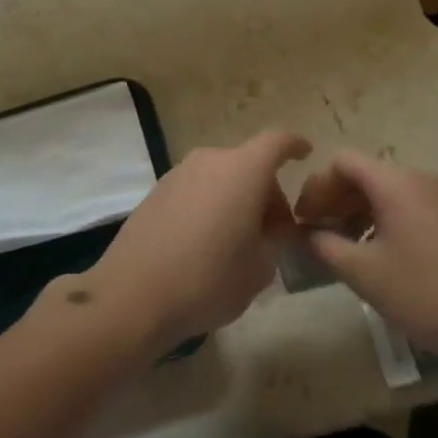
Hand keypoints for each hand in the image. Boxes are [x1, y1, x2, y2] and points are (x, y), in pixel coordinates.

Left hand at [86, 131, 311, 350]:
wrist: (133, 295)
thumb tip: (276, 224)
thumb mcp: (261, 266)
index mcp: (243, 170)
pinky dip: (211, 204)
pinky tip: (206, 243)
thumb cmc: (208, 279)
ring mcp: (178, 173)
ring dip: (237, 198)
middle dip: (267, 191)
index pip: (277, 142)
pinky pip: (197, 189)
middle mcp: (210, 161)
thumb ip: (278, 237)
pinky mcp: (156, 192)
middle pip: (249, 164)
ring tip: (238, 241)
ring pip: (221, 177)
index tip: (305, 153)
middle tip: (273, 232)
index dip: (294, 145)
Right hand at [296, 151, 437, 361]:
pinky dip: (381, 219)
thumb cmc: (425, 291)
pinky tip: (376, 254)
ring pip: (384, 191)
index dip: (316, 186)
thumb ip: (326, 247)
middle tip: (316, 234)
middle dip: (334, 199)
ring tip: (343, 247)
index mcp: (394, 182)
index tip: (303, 219)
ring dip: (356, 211)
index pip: (342, 162)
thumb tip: (308, 234)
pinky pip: (405, 204)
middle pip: (363, 173)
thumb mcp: (364, 273)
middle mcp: (417, 178)